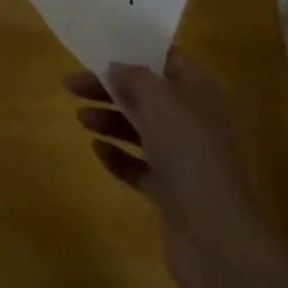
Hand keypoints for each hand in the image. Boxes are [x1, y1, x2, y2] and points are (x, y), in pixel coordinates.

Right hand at [63, 48, 268, 286]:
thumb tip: (117, 67)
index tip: (101, 48)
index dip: (135, 51)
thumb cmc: (189, 153)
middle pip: (146, 94)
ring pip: (141, 129)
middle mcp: (193, 120)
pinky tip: (97, 150)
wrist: (216, 239)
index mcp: (198, 91)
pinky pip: (140, 166)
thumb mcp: (160, 100)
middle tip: (72, 83)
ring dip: (110, 120)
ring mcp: (183, 159)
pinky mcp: (172, 193)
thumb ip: (135, 77)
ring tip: (80, 117)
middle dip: (110, 87)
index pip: (166, 59)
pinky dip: (119, 156)